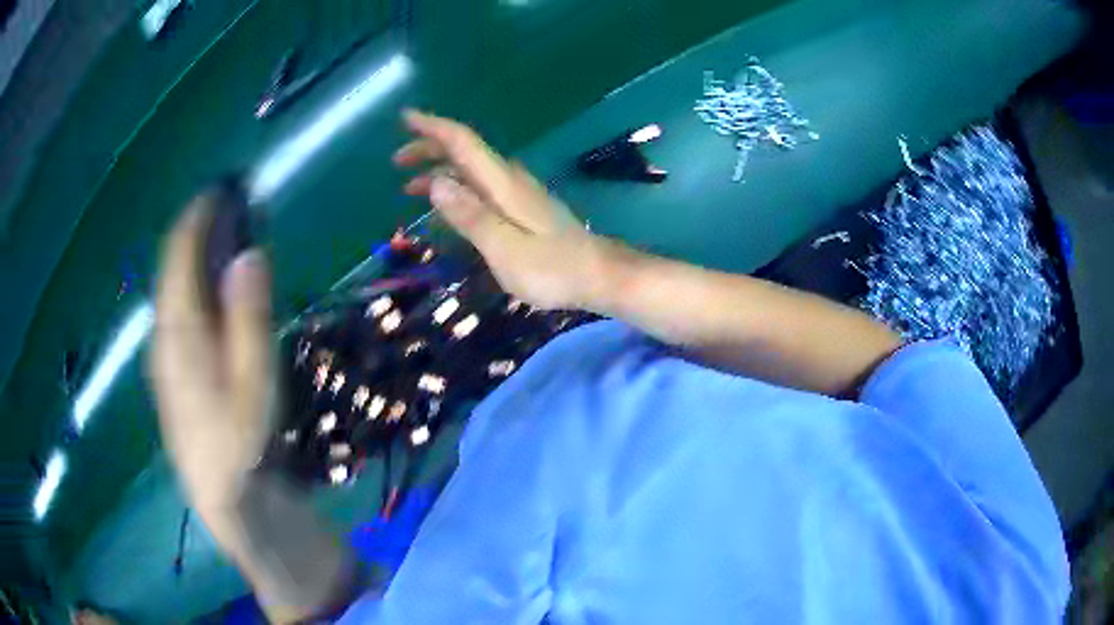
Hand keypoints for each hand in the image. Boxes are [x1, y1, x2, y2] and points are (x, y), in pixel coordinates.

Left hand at [150, 193, 274, 513]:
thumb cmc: (241, 440)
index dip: (199, 215)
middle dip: (199, 230)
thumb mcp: (254, 380)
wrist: (221, 494)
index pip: (180, 252)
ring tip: (226, 237)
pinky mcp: (168, 367)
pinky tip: (211, 290)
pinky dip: (192, 284)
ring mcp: (162, 352)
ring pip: (173, 287)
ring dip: (196, 255)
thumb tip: (250, 254)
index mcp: (179, 329)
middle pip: (173, 265)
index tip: (224, 187)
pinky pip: (176, 308)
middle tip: (233, 207)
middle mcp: (162, 332)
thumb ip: (249, 316)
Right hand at [395, 110, 605, 310]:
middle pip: (465, 152)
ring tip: (409, 185)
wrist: (598, 275)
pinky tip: (448, 205)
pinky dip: (457, 187)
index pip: (463, 143)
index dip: (433, 127)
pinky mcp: (523, 207)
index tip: (406, 117)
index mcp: (502, 184)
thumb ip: (470, 216)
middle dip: (429, 149)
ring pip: (471, 169)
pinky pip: (480, 186)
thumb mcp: (505, 248)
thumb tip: (435, 181)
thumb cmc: (551, 268)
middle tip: (397, 161)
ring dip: (440, 169)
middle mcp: (509, 180)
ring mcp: (518, 192)